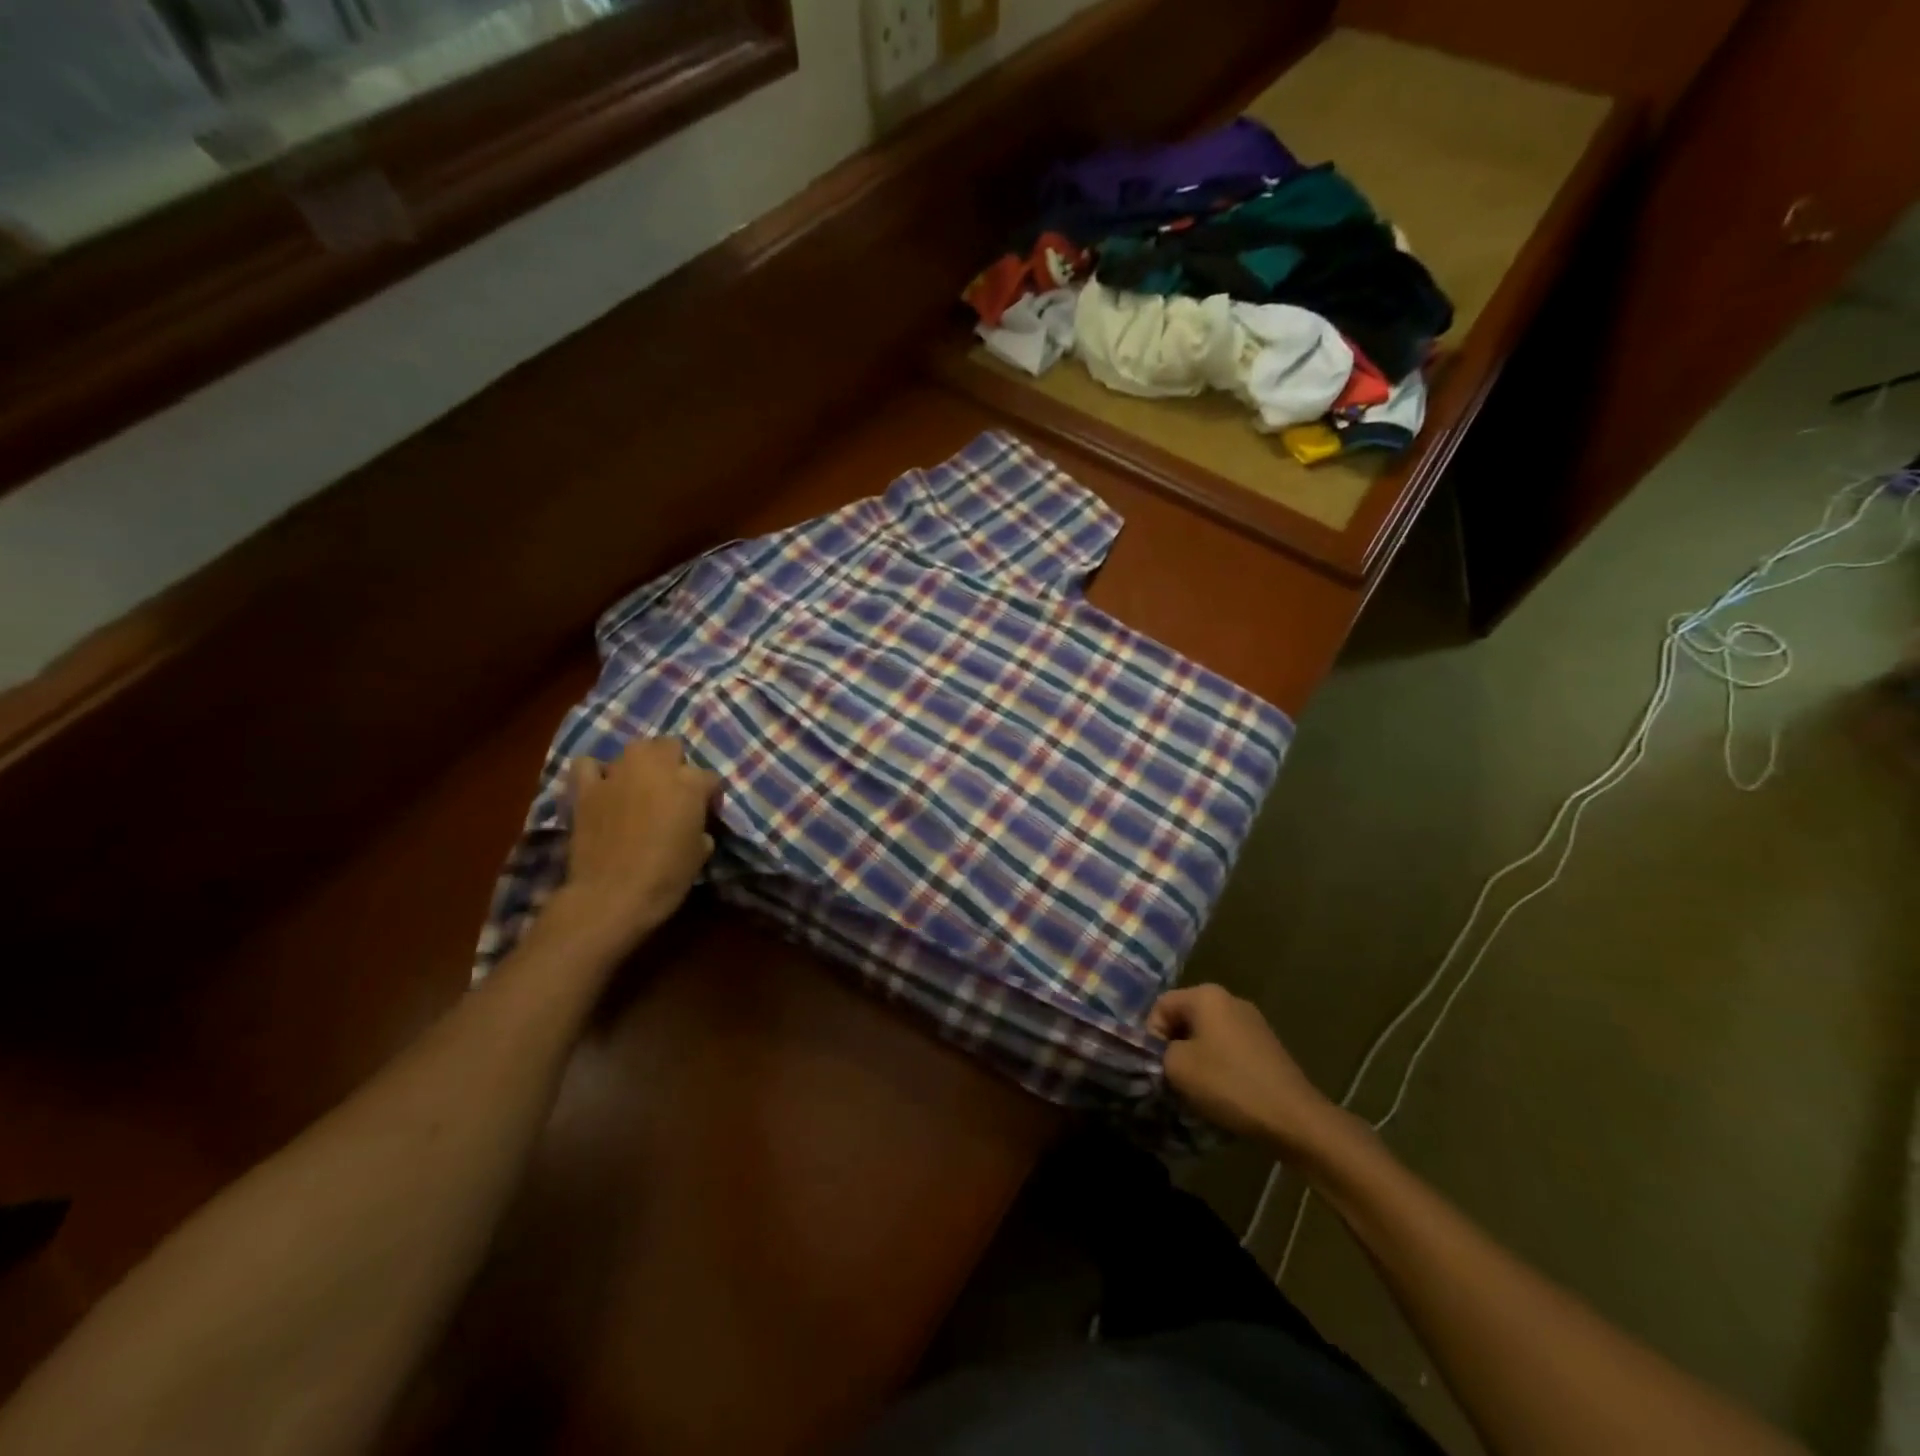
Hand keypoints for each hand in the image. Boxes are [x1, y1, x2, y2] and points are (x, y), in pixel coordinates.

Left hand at [560, 738, 720, 950]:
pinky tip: (602, 786)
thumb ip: (700, 827)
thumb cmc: (667, 877)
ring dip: (641, 763)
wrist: (612, 896)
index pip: (709, 777)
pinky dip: (596, 772)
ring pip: (635, 748)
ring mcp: (618, 775)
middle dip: (676, 764)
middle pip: (671, 746)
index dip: (709, 795)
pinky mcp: (586, 789)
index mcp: (690, 784)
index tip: (706, 813)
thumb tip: (694, 825)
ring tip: (640, 786)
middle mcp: (656, 768)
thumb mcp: (700, 853)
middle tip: (673, 793)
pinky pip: (588, 765)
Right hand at [1149, 984, 1345, 1157]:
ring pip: (1207, 1034)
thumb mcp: (1178, 1068)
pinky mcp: (1266, 1045)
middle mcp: (1230, 999)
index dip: (1151, 1036)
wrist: (1294, 1118)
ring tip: (1197, 1088)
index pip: (1161, 1006)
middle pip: (1185, 1017)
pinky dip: (1218, 1065)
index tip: (1158, 1066)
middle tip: (1173, 1078)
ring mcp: (1252, 1021)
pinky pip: (1228, 1047)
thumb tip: (1165, 1053)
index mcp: (1206, 995)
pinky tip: (1223, 1091)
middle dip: (1174, 1046)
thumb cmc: (1229, 1084)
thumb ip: (1159, 1052)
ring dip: (1196, 1058)